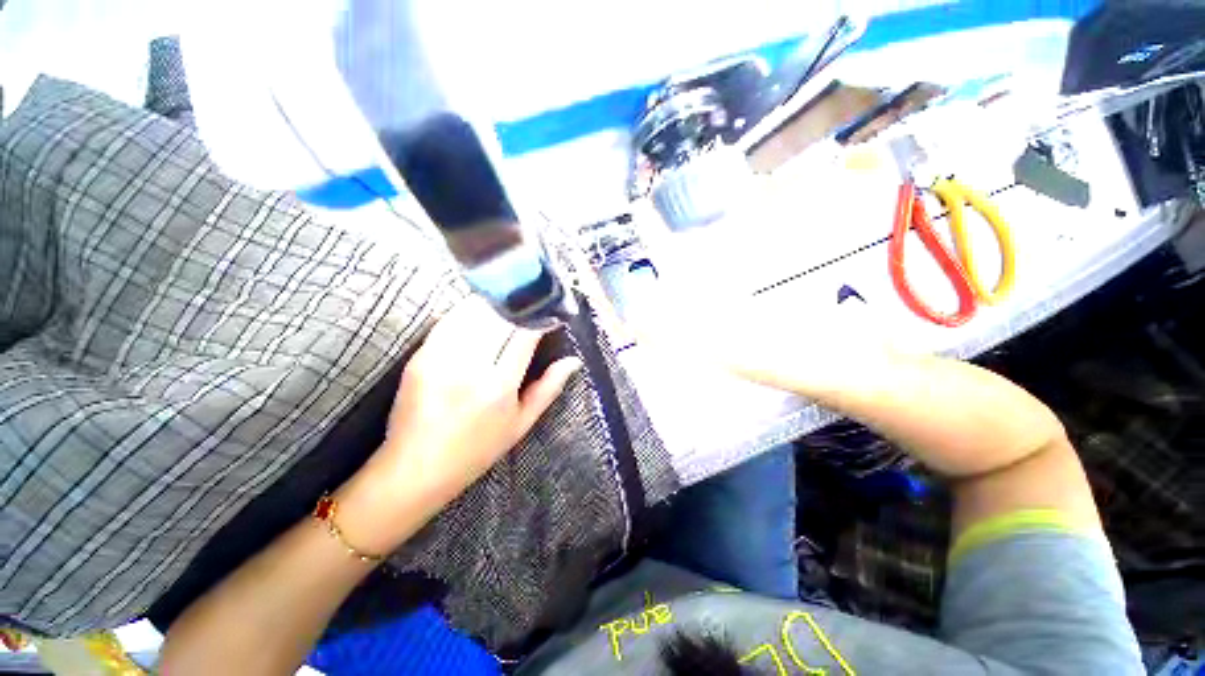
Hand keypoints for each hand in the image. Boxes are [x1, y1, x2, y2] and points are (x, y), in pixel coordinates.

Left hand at [343, 297, 581, 541]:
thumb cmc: (476, 451)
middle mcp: (469, 366)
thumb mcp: (521, 424)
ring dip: (496, 305)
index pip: (524, 334)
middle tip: (532, 308)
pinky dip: (469, 311)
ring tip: (509, 308)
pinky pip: (450, 320)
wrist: (414, 468)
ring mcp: (440, 357)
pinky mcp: (419, 355)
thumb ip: (549, 388)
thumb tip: (574, 361)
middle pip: (500, 317)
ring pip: (473, 312)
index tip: (550, 315)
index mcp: (498, 386)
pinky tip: (480, 315)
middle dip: (520, 307)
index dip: (541, 318)